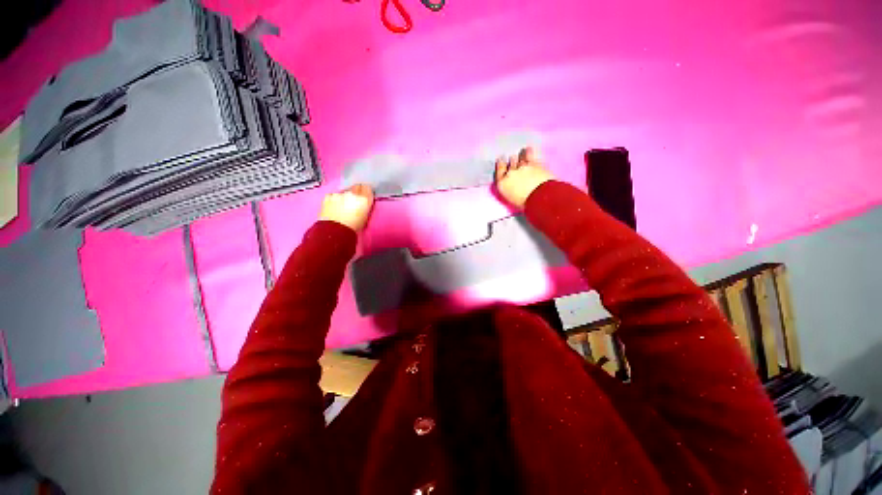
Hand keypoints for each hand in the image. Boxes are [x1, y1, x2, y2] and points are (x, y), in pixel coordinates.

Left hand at [319, 184, 374, 232]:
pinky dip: (334, 199)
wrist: (335, 231)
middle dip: (356, 192)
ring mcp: (339, 193)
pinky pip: (333, 195)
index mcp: (364, 199)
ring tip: (342, 207)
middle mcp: (352, 193)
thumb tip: (363, 203)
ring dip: (344, 196)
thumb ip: (365, 206)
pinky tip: (333, 207)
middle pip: (356, 187)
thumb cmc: (353, 227)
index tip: (365, 195)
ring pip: (344, 191)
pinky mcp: (328, 196)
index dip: (366, 192)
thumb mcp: (365, 216)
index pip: (367, 188)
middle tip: (354, 201)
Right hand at [495, 147, 554, 208]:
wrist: (540, 198)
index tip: (500, 161)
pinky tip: (528, 148)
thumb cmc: (525, 204)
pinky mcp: (534, 164)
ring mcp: (522, 167)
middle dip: (511, 162)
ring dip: (519, 157)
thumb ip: (511, 191)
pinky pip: (529, 156)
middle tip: (512, 159)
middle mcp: (510, 174)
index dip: (500, 166)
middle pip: (509, 165)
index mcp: (502, 185)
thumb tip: (514, 190)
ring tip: (520, 153)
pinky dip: (529, 152)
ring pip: (519, 159)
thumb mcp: (513, 200)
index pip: (499, 173)